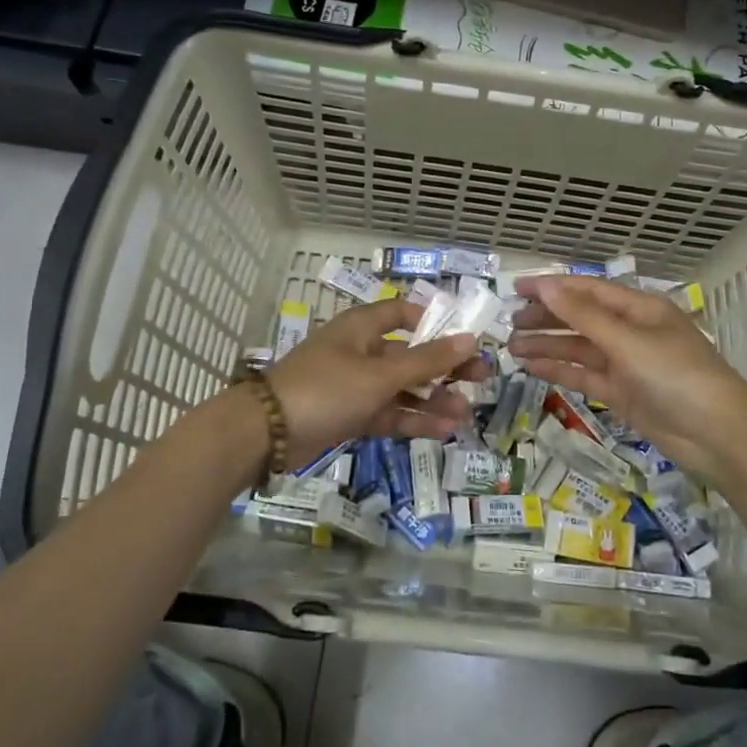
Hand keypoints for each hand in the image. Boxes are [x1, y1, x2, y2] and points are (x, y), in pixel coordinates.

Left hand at [265, 298, 483, 462]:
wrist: (266, 433)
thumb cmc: (326, 388)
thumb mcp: (380, 374)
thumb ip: (427, 361)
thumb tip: (470, 339)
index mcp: (362, 327)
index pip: (403, 313)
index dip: (434, 322)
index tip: (464, 338)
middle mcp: (360, 351)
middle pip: (410, 355)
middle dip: (444, 368)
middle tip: (481, 379)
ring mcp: (355, 385)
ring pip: (402, 389)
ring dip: (432, 400)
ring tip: (465, 414)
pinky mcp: (350, 415)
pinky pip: (388, 413)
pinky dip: (412, 420)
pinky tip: (442, 431)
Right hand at [508, 276, 746, 484]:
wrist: (717, 435)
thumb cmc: (677, 376)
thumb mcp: (628, 341)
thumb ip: (583, 316)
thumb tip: (545, 286)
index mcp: (638, 308)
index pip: (587, 289)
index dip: (551, 287)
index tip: (515, 289)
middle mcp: (630, 331)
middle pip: (580, 317)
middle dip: (545, 318)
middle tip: (509, 324)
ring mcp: (626, 363)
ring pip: (578, 348)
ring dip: (547, 345)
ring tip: (511, 348)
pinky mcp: (622, 393)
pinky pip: (584, 375)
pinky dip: (559, 370)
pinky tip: (532, 367)